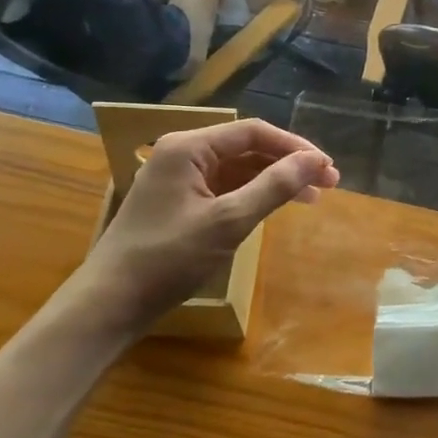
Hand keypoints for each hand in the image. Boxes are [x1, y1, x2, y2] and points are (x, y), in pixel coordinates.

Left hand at [85, 119, 337, 325]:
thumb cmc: (168, 258)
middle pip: (247, 148)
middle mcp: (182, 154)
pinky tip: (276, 207)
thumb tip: (316, 160)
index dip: (294, 147)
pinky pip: (225, 188)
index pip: (253, 132)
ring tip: (312, 198)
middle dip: (289, 164)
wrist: (109, 305)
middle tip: (328, 184)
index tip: (327, 168)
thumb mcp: (228, 221)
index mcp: (187, 147)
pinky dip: (254, 196)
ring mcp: (179, 180)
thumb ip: (274, 186)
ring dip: (275, 181)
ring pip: (239, 170)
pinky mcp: (179, 204)